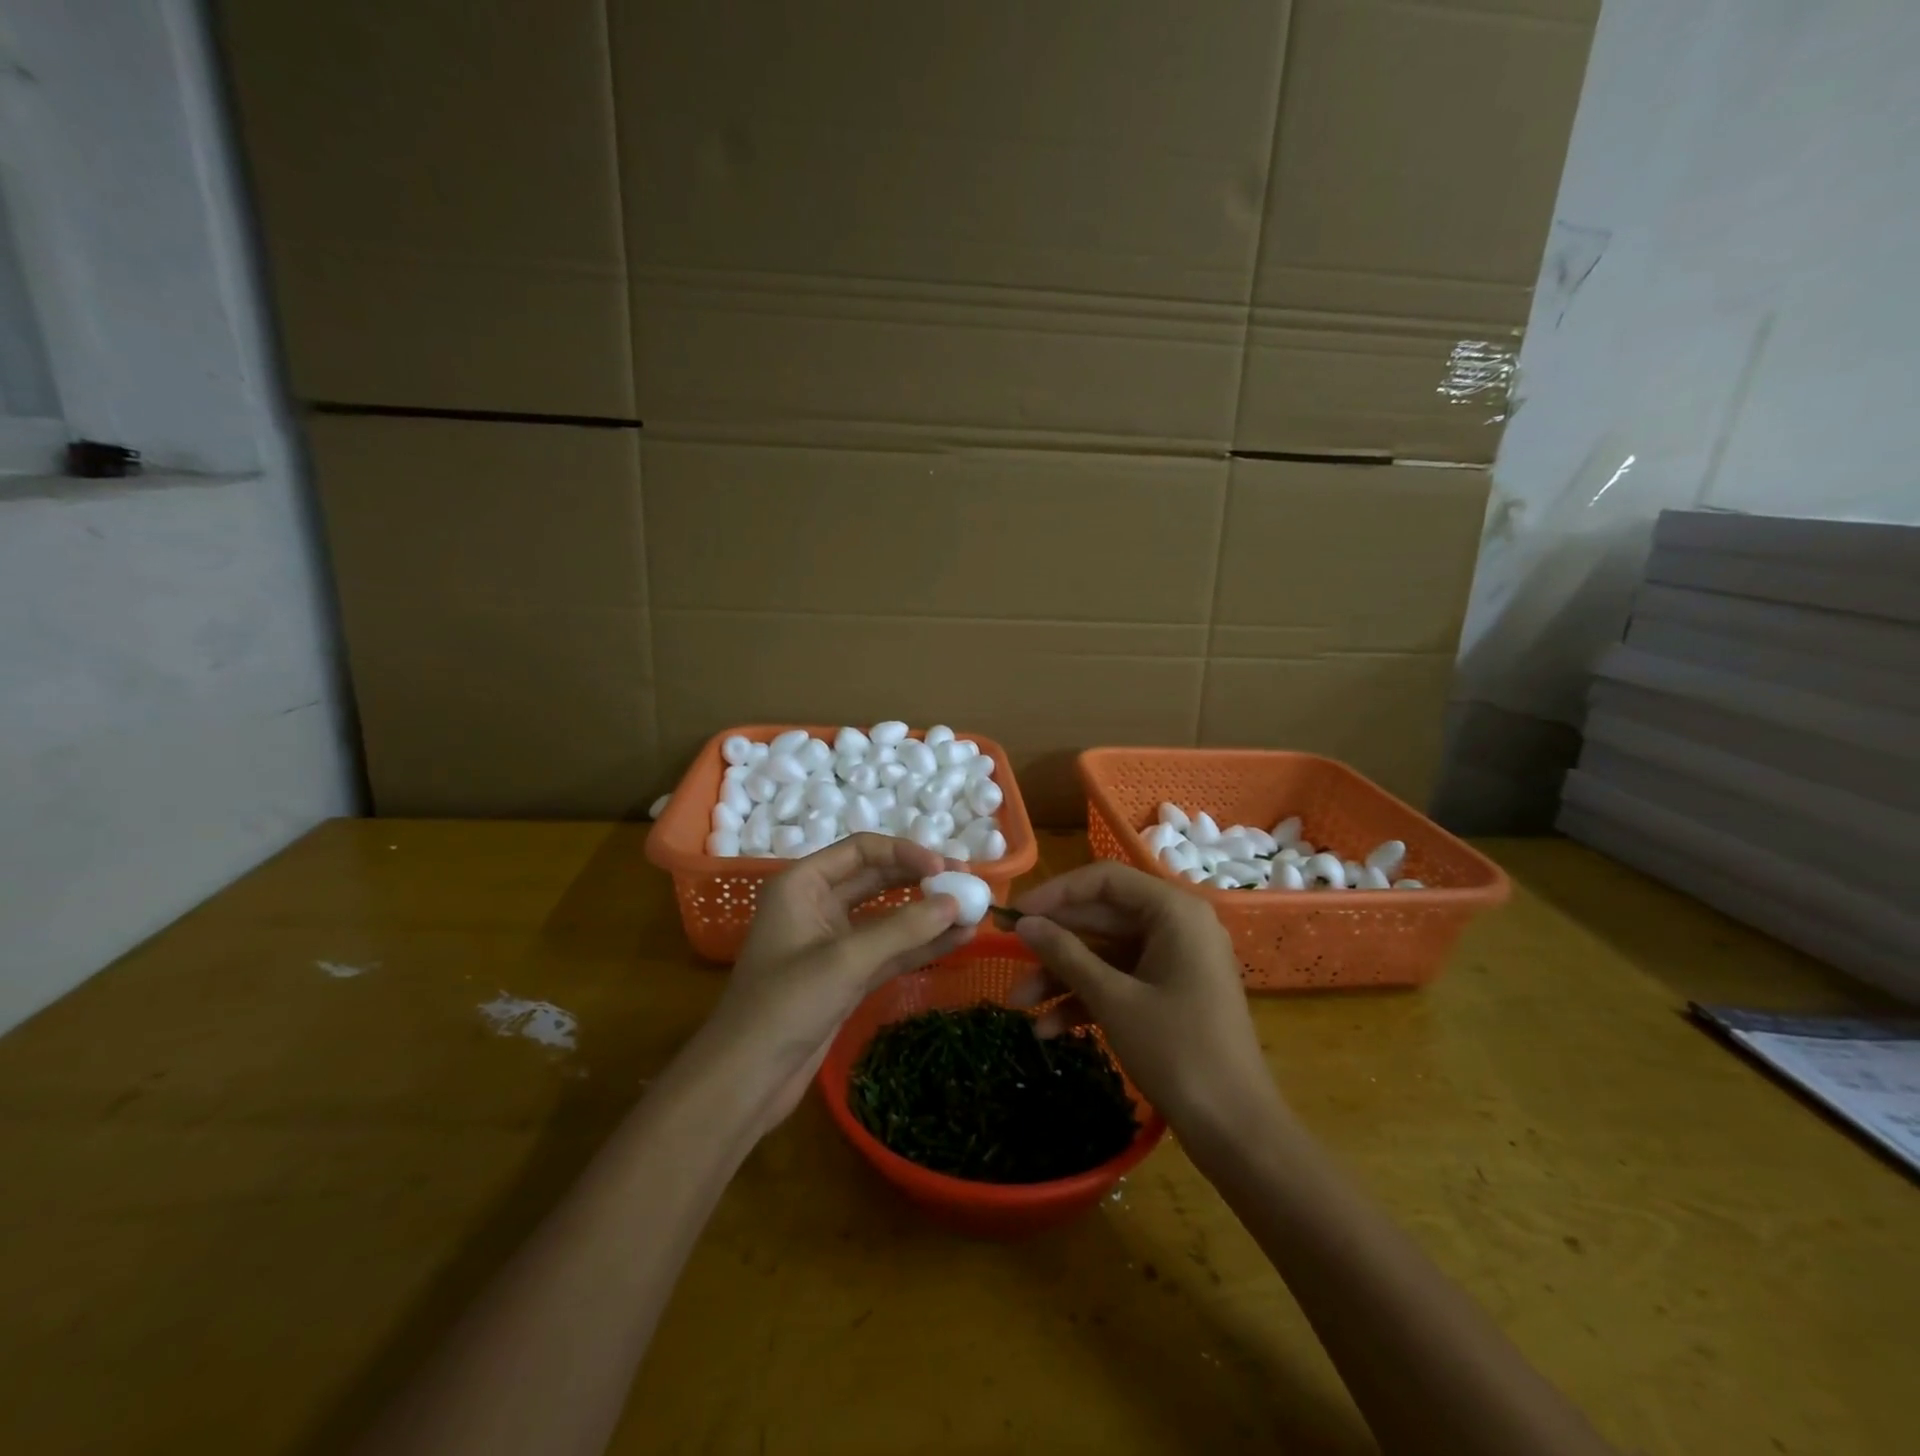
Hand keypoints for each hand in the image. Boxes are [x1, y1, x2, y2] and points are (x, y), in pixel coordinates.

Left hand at [707, 834, 975, 1127]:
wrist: (745, 1080)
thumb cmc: (784, 1006)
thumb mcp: (845, 960)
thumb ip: (903, 929)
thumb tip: (956, 903)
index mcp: (802, 885)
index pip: (861, 851)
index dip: (905, 853)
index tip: (944, 867)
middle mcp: (817, 905)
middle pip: (878, 878)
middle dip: (922, 880)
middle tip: (968, 884)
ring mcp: (833, 942)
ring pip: (888, 917)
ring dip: (927, 914)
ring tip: (973, 910)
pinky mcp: (846, 976)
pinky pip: (890, 951)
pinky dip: (920, 945)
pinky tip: (958, 940)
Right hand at [1010, 862, 1280, 1138]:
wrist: (1236, 1131)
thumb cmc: (1177, 1051)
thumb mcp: (1113, 999)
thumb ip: (1065, 953)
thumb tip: (1023, 923)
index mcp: (1174, 912)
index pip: (1105, 880)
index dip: (1056, 893)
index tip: (1015, 914)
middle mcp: (1177, 926)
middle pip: (1103, 917)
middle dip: (1054, 942)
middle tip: (1007, 954)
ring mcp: (1175, 962)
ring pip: (1106, 954)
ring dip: (1063, 977)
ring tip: (1018, 1004)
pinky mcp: (1170, 994)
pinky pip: (1121, 981)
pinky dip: (1087, 999)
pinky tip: (1049, 1028)